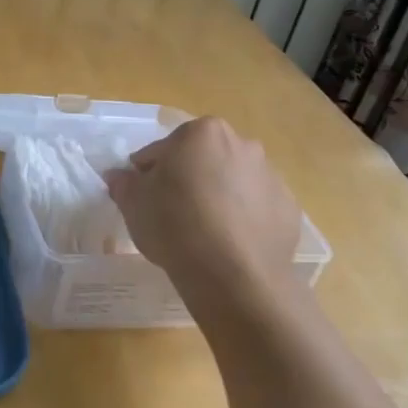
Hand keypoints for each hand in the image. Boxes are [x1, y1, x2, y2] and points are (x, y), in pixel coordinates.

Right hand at [105, 117, 304, 313]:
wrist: (234, 274)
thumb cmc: (175, 225)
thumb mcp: (134, 203)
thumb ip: (124, 183)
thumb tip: (119, 176)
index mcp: (201, 133)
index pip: (163, 149)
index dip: (148, 174)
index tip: (143, 198)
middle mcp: (241, 144)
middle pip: (202, 159)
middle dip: (188, 179)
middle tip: (172, 213)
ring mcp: (270, 176)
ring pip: (232, 182)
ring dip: (217, 197)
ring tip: (202, 233)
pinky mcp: (288, 208)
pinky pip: (256, 208)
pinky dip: (243, 219)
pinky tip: (228, 245)